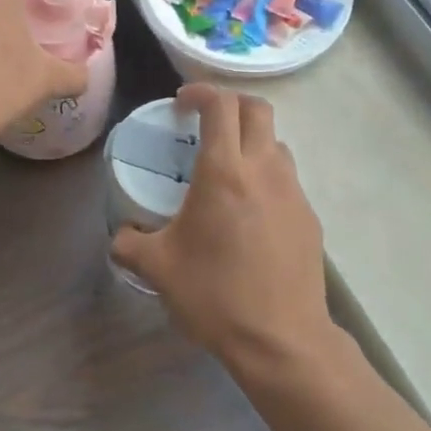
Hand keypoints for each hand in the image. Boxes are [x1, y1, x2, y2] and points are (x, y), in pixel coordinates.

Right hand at [112, 86, 332, 369]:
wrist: (282, 339)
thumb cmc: (215, 296)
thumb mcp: (158, 269)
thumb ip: (129, 244)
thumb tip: (121, 236)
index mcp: (225, 172)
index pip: (221, 105)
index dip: (200, 92)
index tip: (182, 102)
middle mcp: (265, 170)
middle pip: (258, 109)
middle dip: (231, 104)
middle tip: (206, 122)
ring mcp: (294, 192)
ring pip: (277, 143)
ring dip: (252, 141)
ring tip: (228, 169)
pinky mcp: (309, 217)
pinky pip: (287, 180)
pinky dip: (266, 177)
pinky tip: (249, 213)